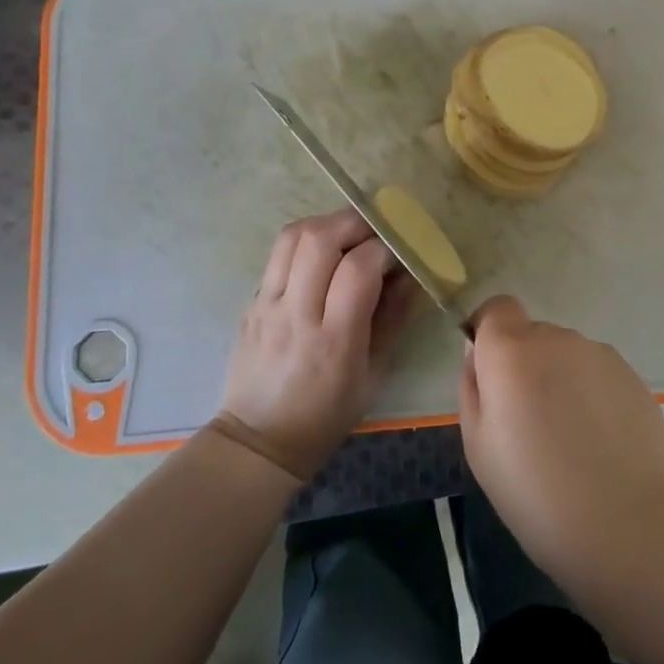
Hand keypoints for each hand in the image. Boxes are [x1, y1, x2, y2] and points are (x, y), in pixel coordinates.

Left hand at [219, 210, 417, 481]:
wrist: (259, 440)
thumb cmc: (326, 415)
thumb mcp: (374, 375)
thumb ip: (392, 319)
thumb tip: (411, 276)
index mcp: (334, 339)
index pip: (358, 269)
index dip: (384, 249)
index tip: (400, 252)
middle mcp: (297, 313)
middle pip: (320, 239)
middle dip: (354, 223)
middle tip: (376, 230)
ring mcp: (267, 304)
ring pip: (292, 236)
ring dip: (327, 224)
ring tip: (349, 235)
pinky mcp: (252, 301)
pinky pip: (278, 255)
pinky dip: (305, 243)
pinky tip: (322, 257)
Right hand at [459, 296, 663, 577]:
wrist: (625, 523)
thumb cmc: (534, 491)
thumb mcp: (477, 446)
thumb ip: (473, 387)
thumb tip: (479, 356)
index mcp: (511, 350)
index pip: (497, 308)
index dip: (490, 333)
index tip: (492, 373)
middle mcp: (557, 339)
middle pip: (533, 335)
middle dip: (526, 365)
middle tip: (529, 422)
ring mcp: (600, 354)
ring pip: (567, 356)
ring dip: (561, 380)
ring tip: (570, 438)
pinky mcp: (632, 376)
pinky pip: (598, 374)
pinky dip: (592, 395)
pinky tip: (600, 443)